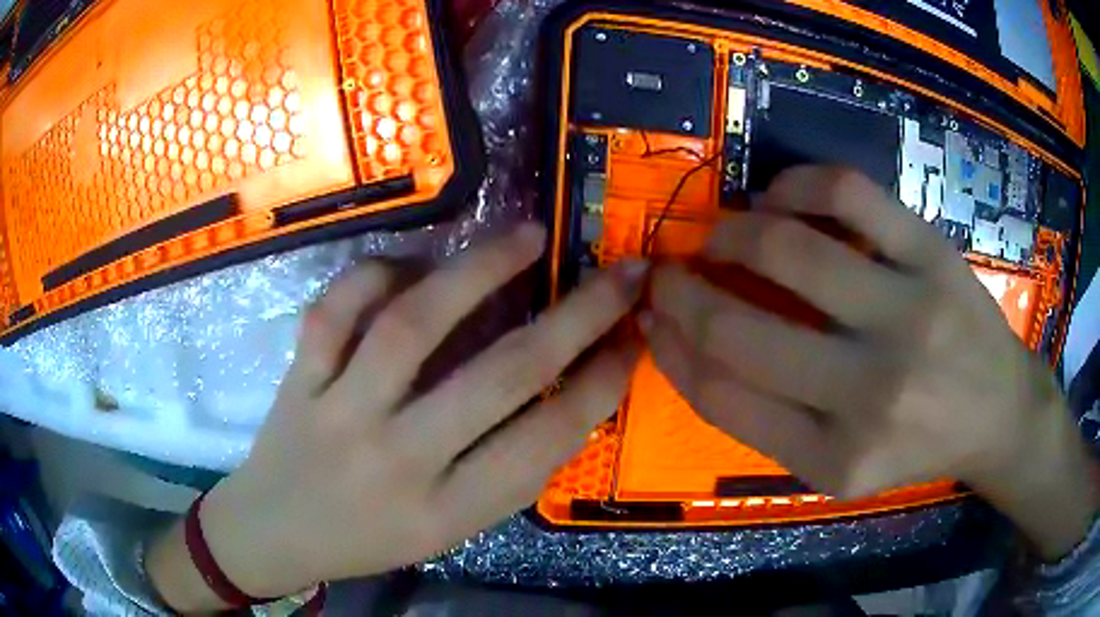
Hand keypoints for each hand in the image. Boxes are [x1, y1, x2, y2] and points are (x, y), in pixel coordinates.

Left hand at [150, 224, 646, 607]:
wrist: (274, 531)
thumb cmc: (369, 540)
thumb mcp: (450, 530)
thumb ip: (503, 471)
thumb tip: (563, 392)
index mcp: (447, 511)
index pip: (547, 441)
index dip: (602, 384)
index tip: (634, 338)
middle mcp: (399, 459)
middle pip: (501, 376)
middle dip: (578, 316)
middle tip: (619, 273)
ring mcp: (340, 412)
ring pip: (414, 326)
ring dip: (481, 271)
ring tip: (529, 235)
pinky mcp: (299, 379)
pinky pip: (335, 311)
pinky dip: (373, 275)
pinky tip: (408, 263)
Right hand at [645, 166, 1099, 558]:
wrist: (998, 412)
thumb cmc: (918, 445)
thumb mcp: (838, 466)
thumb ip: (766, 420)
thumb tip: (690, 345)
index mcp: (835, 458)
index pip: (722, 397)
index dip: (670, 350)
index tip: (651, 318)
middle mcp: (870, 394)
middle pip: (739, 330)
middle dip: (681, 291)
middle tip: (666, 271)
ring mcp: (909, 315)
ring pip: (787, 252)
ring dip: (730, 234)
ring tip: (720, 234)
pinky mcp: (933, 255)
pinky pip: (848, 195)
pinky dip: (796, 185)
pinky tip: (778, 197)